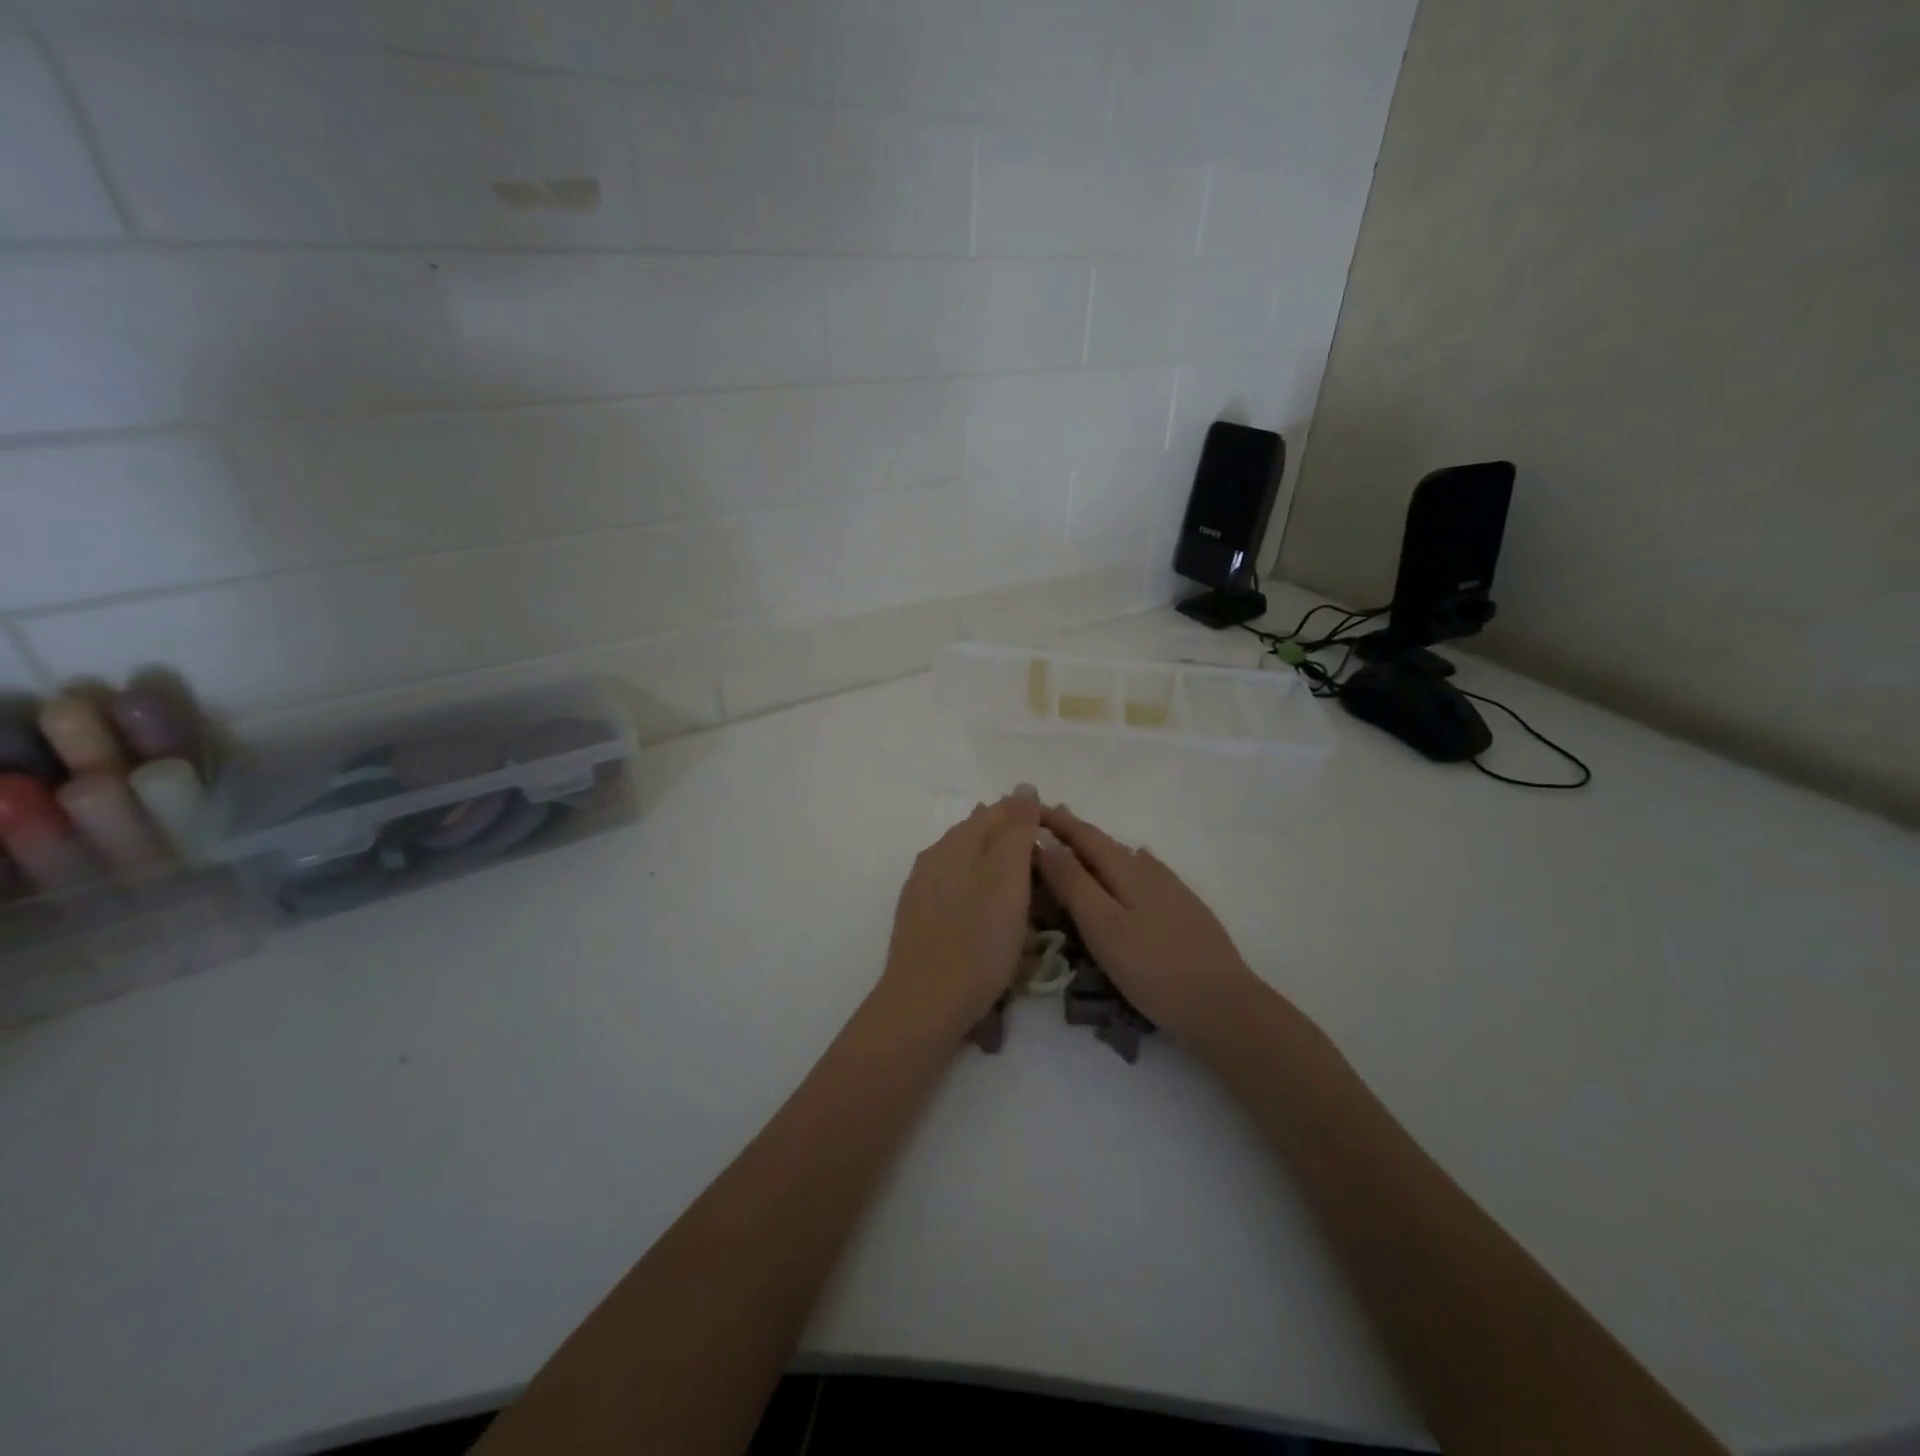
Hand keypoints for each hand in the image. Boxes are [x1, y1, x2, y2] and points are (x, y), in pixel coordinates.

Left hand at [878, 788, 1041, 1034]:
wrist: (924, 1007)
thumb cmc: (976, 942)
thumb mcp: (1007, 880)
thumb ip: (1016, 831)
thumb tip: (1023, 788)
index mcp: (954, 843)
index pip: (998, 811)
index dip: (1031, 817)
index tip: (1061, 839)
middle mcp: (933, 858)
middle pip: (981, 836)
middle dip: (1015, 844)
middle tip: (1050, 871)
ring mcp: (923, 890)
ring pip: (969, 865)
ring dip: (1000, 871)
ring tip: (1029, 896)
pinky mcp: (921, 921)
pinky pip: (960, 893)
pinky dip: (984, 897)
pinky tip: (995, 917)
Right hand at [1035, 804, 1271, 1049]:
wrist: (1224, 1004)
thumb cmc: (1153, 968)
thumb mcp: (1103, 926)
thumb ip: (1073, 883)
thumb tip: (1045, 841)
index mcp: (1126, 870)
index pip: (1083, 835)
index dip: (1055, 820)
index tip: (1028, 807)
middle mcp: (1149, 870)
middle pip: (1105, 843)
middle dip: (1074, 832)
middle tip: (1046, 822)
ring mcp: (1171, 890)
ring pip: (1126, 858)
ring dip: (1097, 850)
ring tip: (1078, 846)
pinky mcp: (1184, 910)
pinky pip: (1146, 874)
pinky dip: (1126, 865)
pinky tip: (1135, 867)